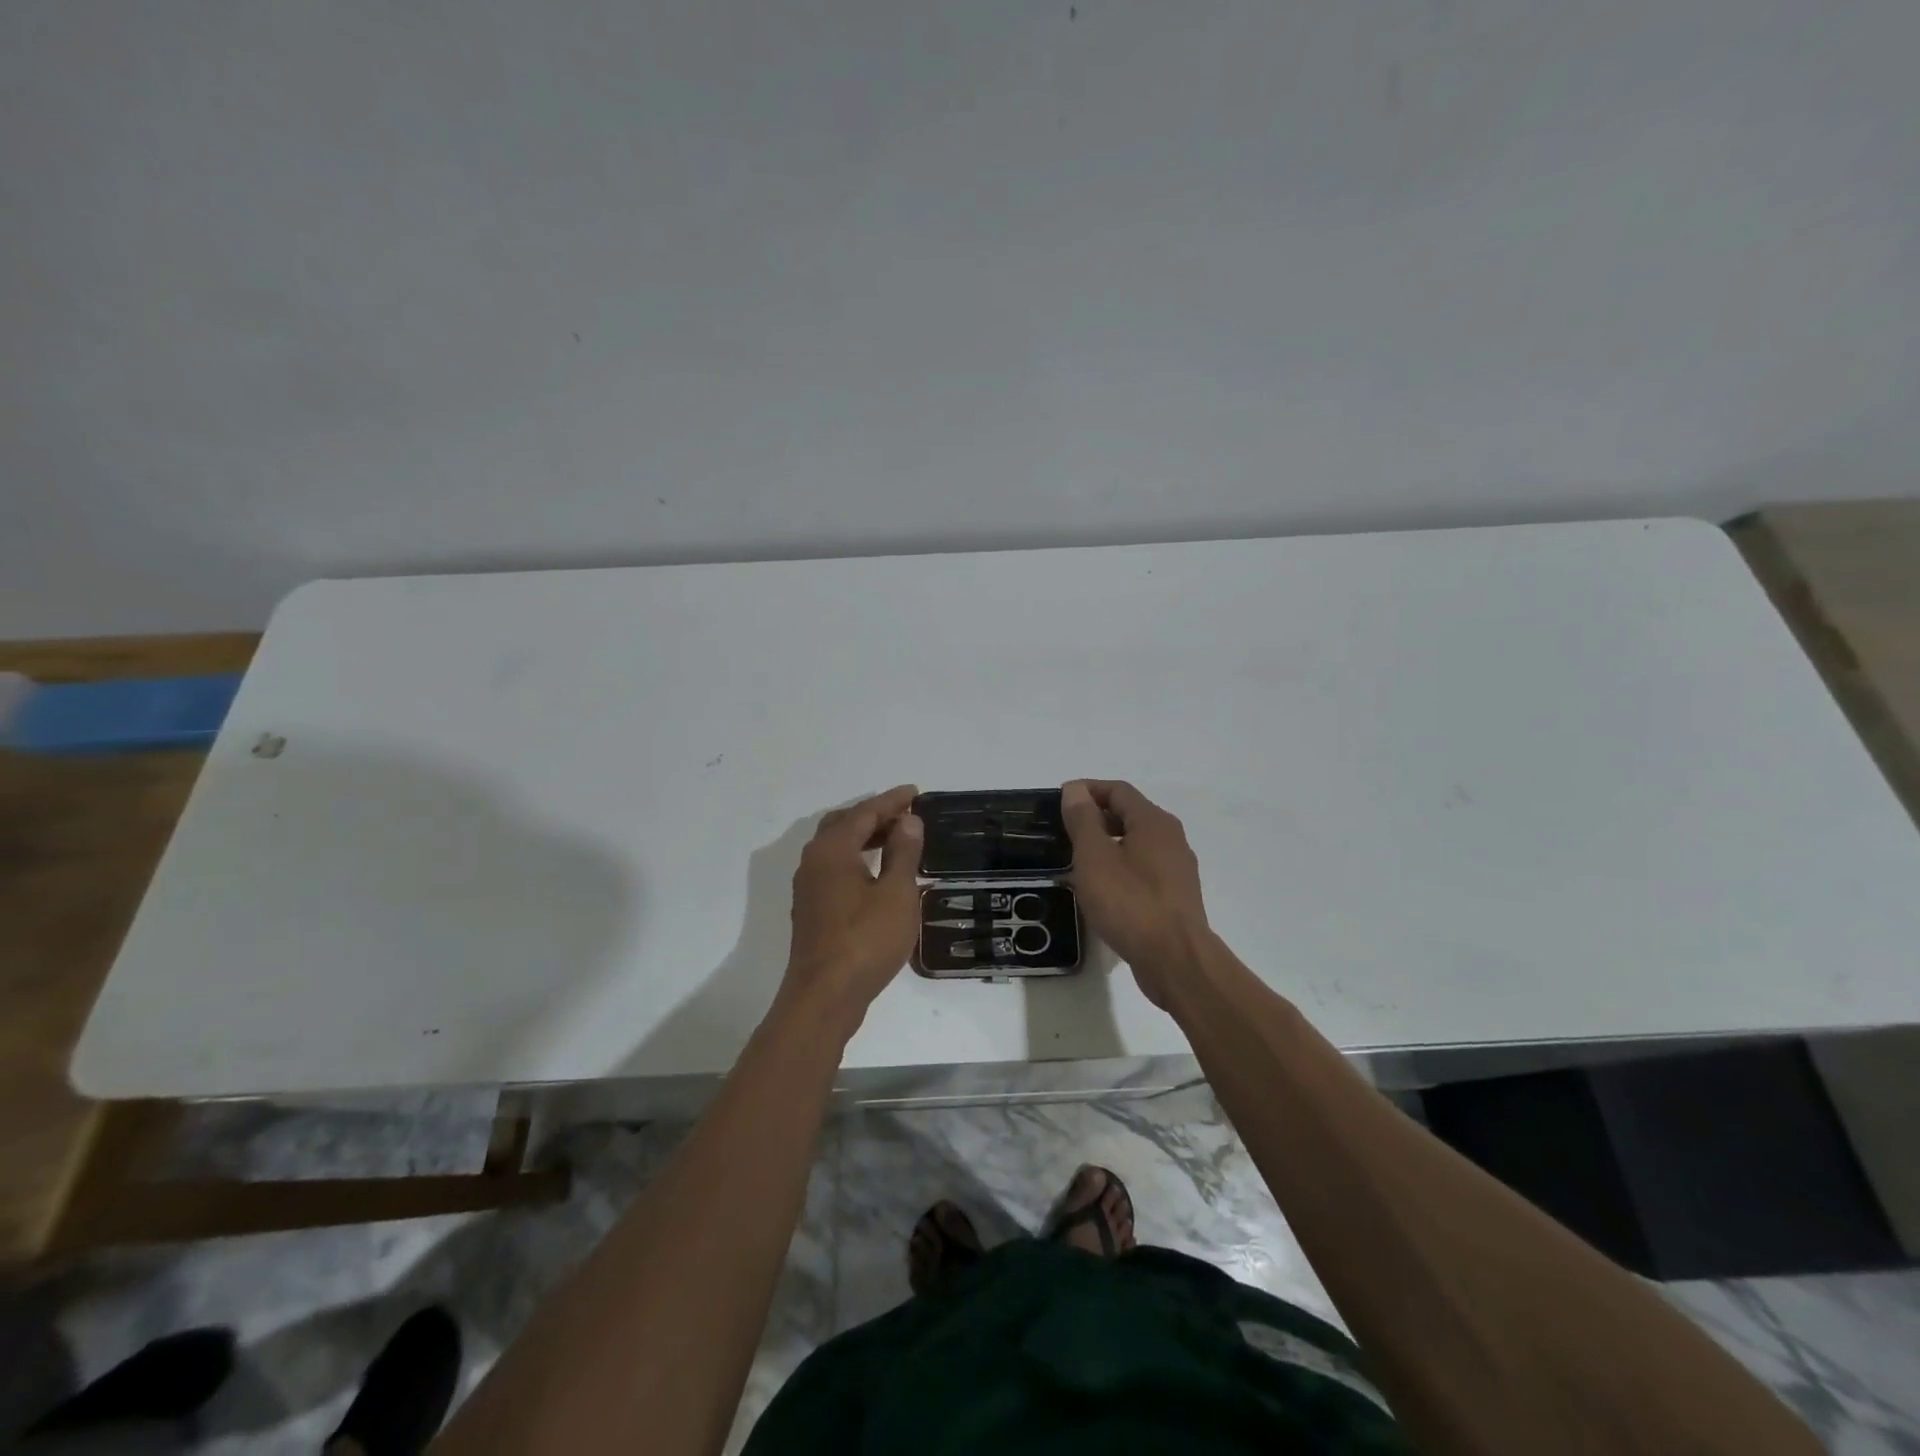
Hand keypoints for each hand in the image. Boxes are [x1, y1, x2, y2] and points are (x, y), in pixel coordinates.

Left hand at [783, 785, 922, 1032]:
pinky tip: (876, 874)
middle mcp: (814, 861)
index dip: (891, 801)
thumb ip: (903, 852)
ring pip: (836, 848)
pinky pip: (834, 869)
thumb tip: (908, 821)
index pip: (864, 812)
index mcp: (832, 849)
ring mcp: (808, 887)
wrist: (824, 996)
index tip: (915, 792)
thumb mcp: (897, 893)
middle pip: (844, 825)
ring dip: (864, 838)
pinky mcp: (811, 910)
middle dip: (874, 816)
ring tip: (896, 840)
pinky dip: (855, 859)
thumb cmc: (866, 939)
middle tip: (905, 816)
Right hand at [1061, 780, 1208, 1008]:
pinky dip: (1119, 869)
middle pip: (1129, 815)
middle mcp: (1171, 838)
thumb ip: (1083, 819)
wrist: (1175, 960)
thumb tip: (1076, 789)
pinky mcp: (1175, 897)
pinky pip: (1142, 871)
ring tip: (1076, 862)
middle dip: (1095, 818)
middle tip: (1063, 832)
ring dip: (1106, 846)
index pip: (1118, 790)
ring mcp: (1177, 869)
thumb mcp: (1095, 856)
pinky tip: (1100, 890)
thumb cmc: (1130, 902)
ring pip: (1135, 845)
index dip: (1087, 790)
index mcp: (1153, 822)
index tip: (1059, 800)